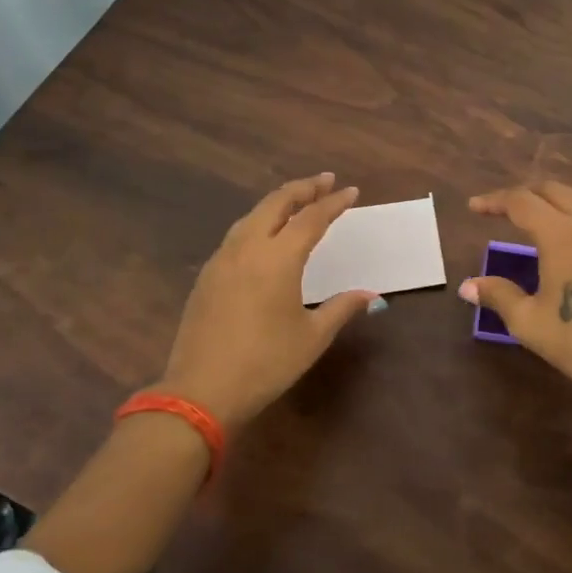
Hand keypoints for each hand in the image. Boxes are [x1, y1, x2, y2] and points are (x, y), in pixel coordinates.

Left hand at [158, 173, 379, 431]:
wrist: (202, 391)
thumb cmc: (266, 363)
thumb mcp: (312, 337)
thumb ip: (341, 308)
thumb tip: (370, 295)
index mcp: (279, 258)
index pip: (311, 218)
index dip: (333, 203)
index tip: (351, 191)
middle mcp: (249, 248)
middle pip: (277, 203)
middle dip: (303, 188)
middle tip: (325, 181)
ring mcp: (223, 259)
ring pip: (252, 215)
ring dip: (278, 202)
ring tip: (298, 200)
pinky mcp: (208, 275)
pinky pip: (237, 234)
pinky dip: (258, 222)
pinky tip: (264, 233)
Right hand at [461, 181, 571, 409]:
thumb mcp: (530, 322)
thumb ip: (499, 296)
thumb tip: (467, 286)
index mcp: (562, 234)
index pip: (522, 202)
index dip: (495, 201)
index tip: (474, 207)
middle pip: (553, 189)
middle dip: (523, 193)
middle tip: (500, 208)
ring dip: (551, 197)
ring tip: (533, 214)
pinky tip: (569, 232)